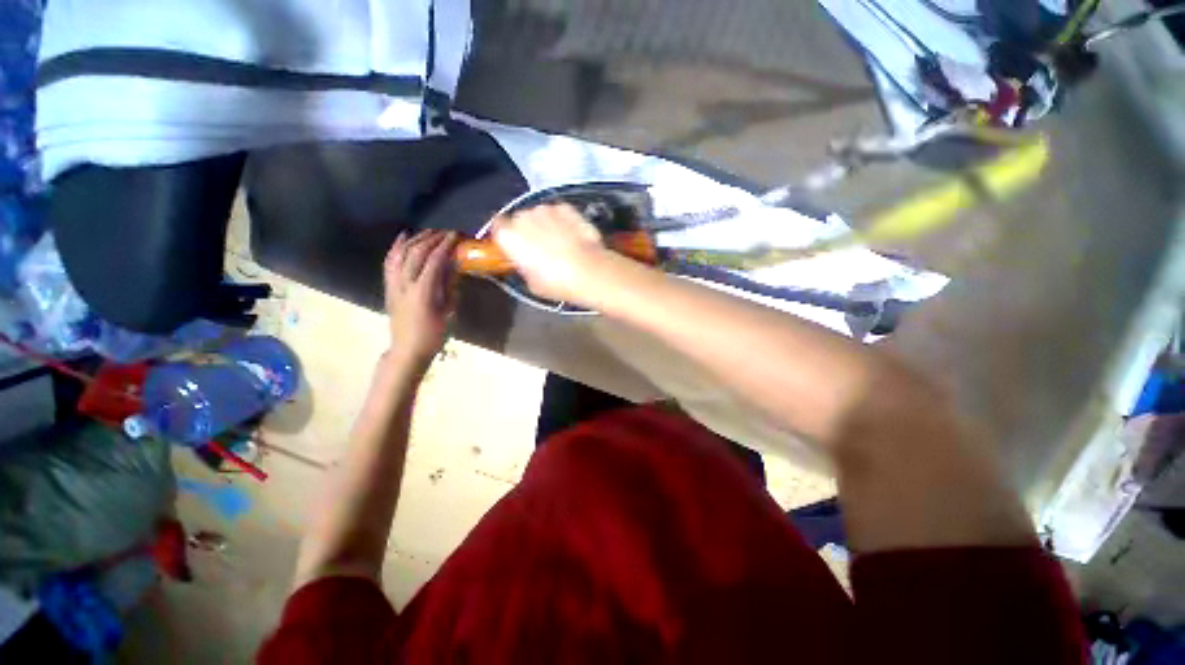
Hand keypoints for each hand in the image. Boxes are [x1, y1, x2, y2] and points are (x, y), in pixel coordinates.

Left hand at [383, 230, 457, 368]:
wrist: (408, 349)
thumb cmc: (434, 334)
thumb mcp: (448, 311)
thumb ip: (449, 286)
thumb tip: (454, 266)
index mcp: (423, 292)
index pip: (434, 260)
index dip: (445, 245)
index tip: (456, 235)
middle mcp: (405, 284)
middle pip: (416, 253)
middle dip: (432, 238)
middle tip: (446, 233)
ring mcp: (393, 284)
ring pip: (401, 253)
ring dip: (416, 239)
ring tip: (430, 233)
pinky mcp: (388, 286)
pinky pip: (390, 261)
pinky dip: (396, 247)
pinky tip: (404, 237)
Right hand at [492, 203, 611, 303]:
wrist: (590, 271)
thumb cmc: (557, 282)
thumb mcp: (532, 283)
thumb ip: (524, 267)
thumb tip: (527, 263)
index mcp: (509, 236)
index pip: (497, 228)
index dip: (505, 237)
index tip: (512, 247)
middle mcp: (523, 217)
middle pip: (519, 219)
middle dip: (526, 230)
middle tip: (538, 249)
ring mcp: (546, 209)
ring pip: (539, 214)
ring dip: (545, 224)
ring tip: (558, 242)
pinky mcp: (566, 208)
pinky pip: (558, 212)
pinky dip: (562, 220)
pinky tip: (571, 235)